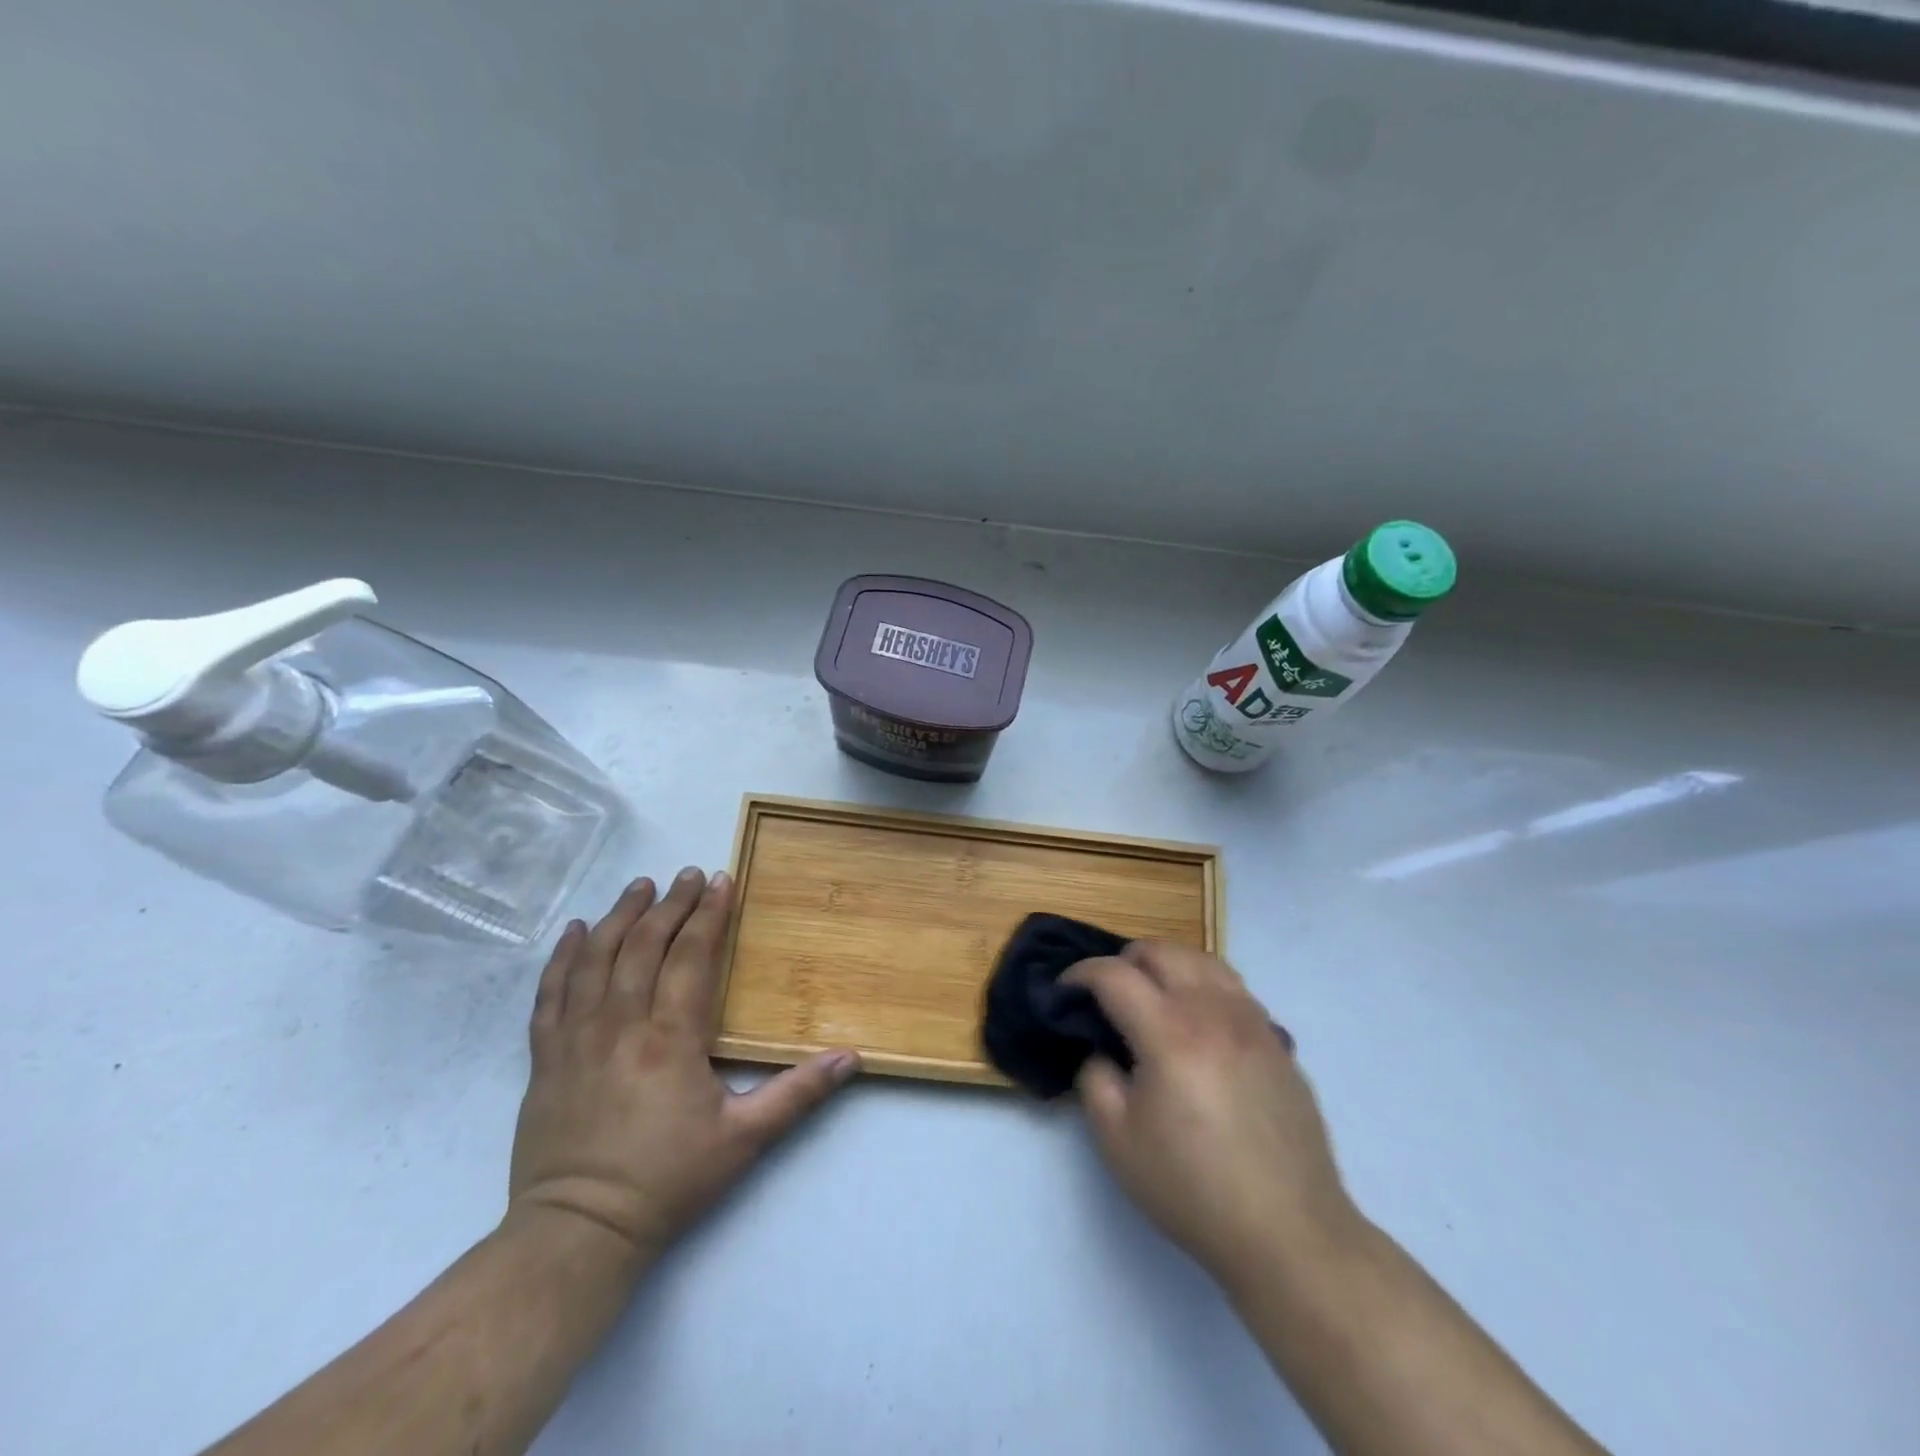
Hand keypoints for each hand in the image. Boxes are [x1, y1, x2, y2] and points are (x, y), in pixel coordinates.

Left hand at [508, 868, 859, 1265]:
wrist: (578, 1233)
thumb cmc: (667, 1181)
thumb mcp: (744, 1141)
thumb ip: (797, 1094)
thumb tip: (851, 1058)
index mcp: (671, 1038)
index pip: (691, 956)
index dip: (708, 914)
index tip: (721, 880)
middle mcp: (621, 1025)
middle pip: (644, 946)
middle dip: (670, 903)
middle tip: (688, 874)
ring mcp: (576, 1038)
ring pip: (595, 958)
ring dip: (620, 916)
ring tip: (640, 885)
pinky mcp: (545, 1058)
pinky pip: (550, 993)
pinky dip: (563, 956)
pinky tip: (576, 931)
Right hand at [1067, 942, 1359, 1291]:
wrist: (1289, 1232)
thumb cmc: (1193, 1188)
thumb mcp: (1118, 1141)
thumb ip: (1096, 1079)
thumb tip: (1103, 1051)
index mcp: (1168, 1032)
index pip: (1114, 975)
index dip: (1081, 974)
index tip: (1065, 991)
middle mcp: (1212, 1011)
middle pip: (1161, 951)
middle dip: (1124, 960)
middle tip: (1108, 993)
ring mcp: (1252, 1022)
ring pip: (1203, 960)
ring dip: (1168, 965)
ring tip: (1153, 996)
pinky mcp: (1277, 1042)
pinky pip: (1233, 988)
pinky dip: (1203, 985)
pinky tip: (1197, 1023)